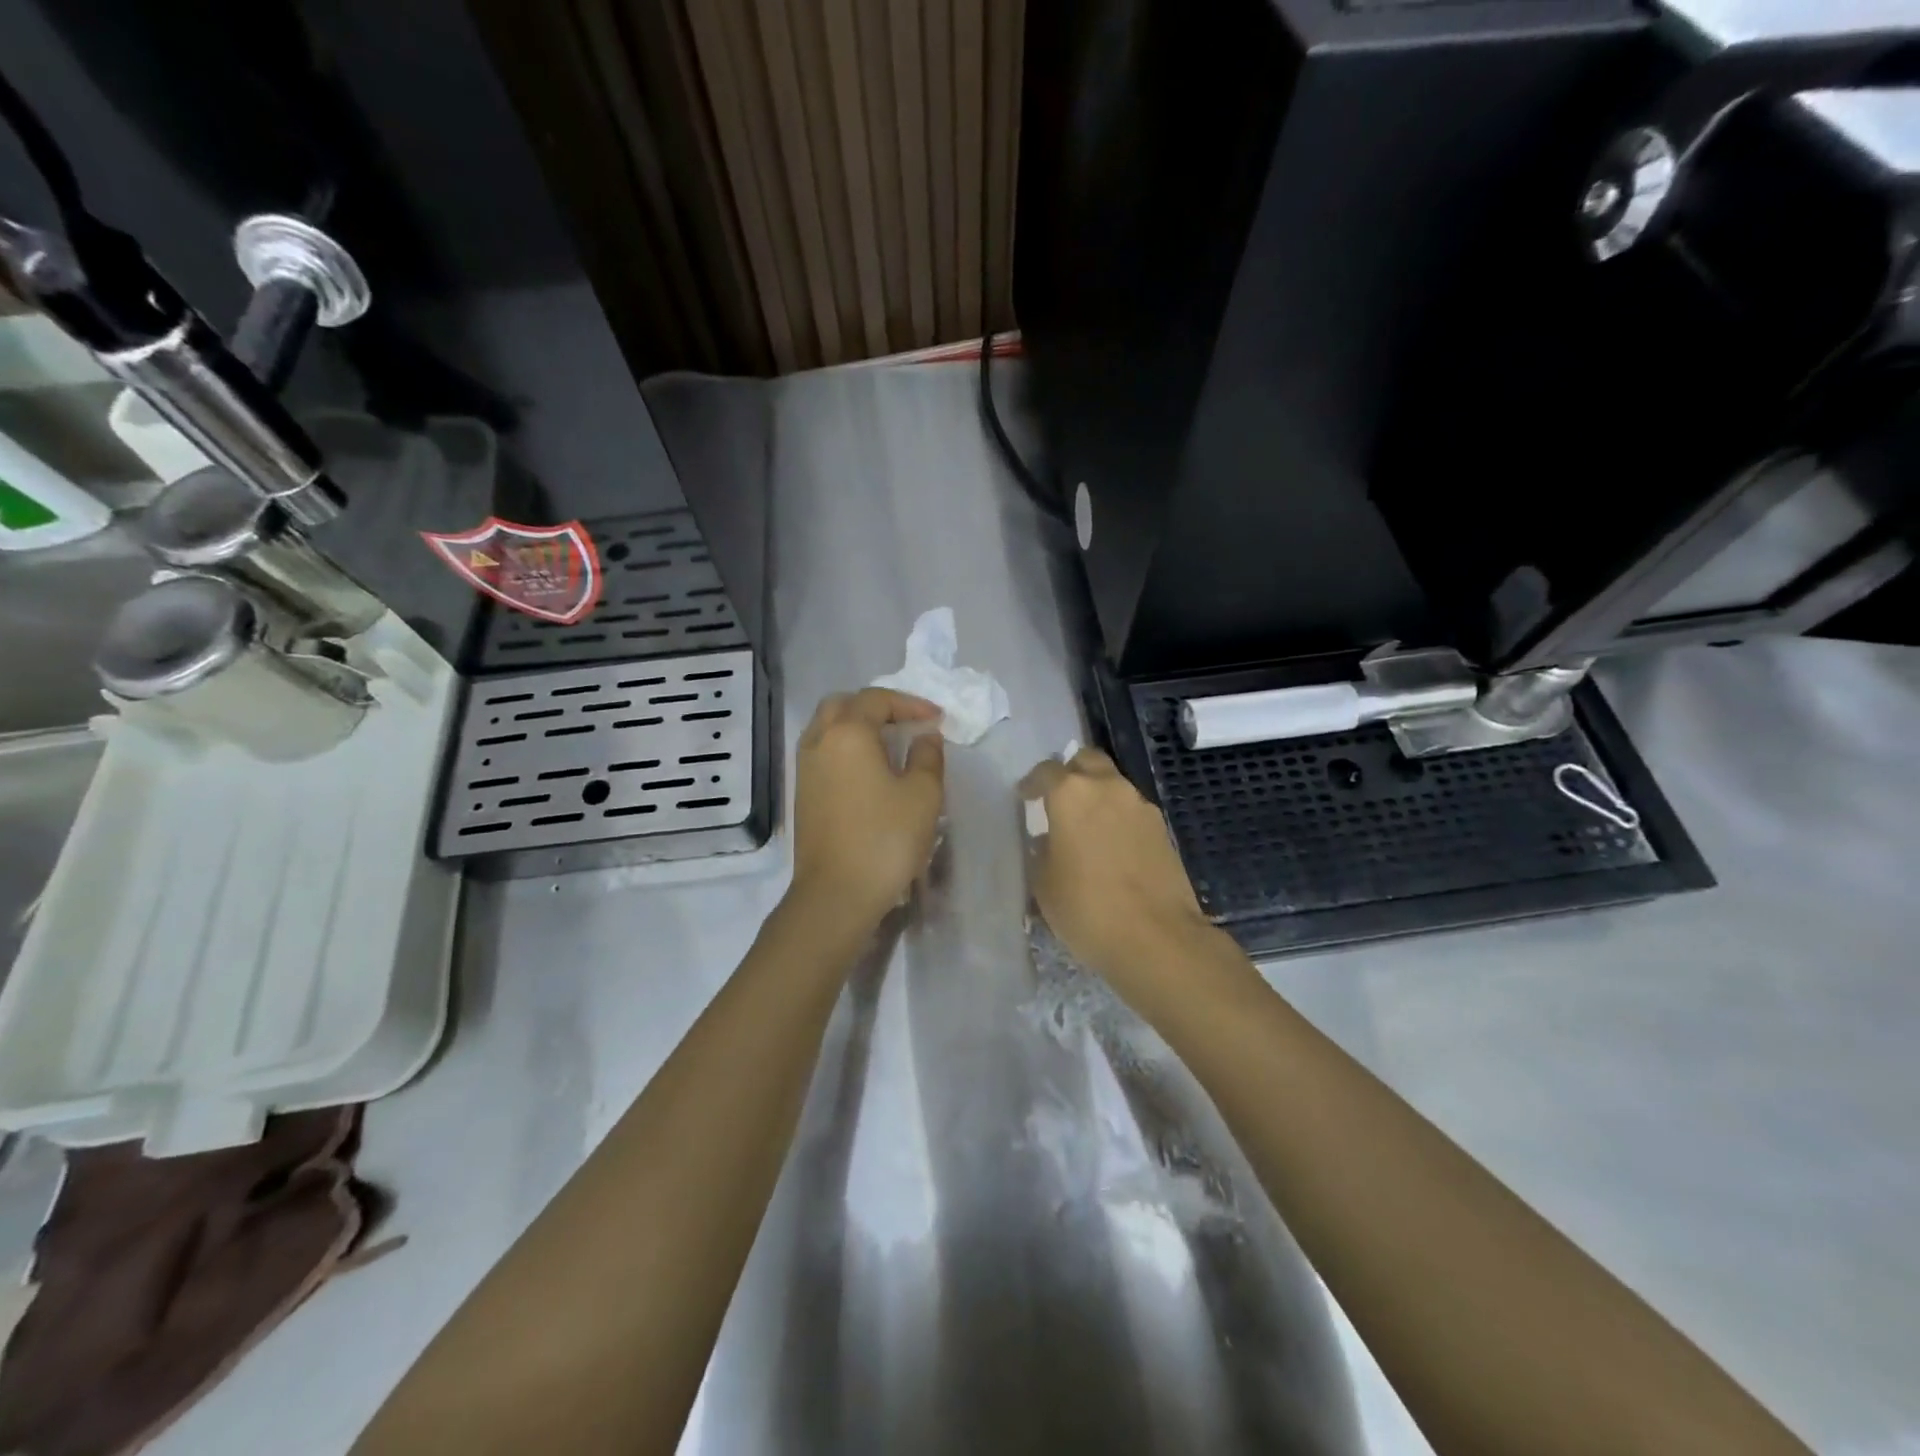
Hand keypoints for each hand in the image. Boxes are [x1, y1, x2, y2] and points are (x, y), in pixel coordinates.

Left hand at [789, 688, 945, 931]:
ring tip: (889, 743)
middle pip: (843, 704)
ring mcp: (805, 768)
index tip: (936, 719)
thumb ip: (927, 756)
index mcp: (848, 733)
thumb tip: (925, 736)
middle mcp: (819, 741)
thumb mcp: (923, 795)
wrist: (836, 893)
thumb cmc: (885, 839)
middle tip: (906, 722)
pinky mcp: (802, 793)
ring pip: (827, 727)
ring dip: (857, 725)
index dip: (910, 703)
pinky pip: (822, 752)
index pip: (877, 699)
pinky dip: (845, 747)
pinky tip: (868, 770)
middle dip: (876, 707)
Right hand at [1021, 748, 1218, 996]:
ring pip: (1114, 785)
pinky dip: (1117, 819)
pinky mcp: (1162, 830)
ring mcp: (1141, 807)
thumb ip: (1040, 852)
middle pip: (1087, 761)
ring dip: (1097, 796)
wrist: (1156, 938)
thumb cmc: (1086, 908)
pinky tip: (1109, 849)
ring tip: (1084, 828)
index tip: (1024, 798)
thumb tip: (1046, 841)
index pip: (1046, 771)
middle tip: (1058, 800)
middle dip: (1070, 773)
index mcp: (1072, 793)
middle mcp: (1109, 788)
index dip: (1032, 783)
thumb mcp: (1043, 884)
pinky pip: (1132, 811)